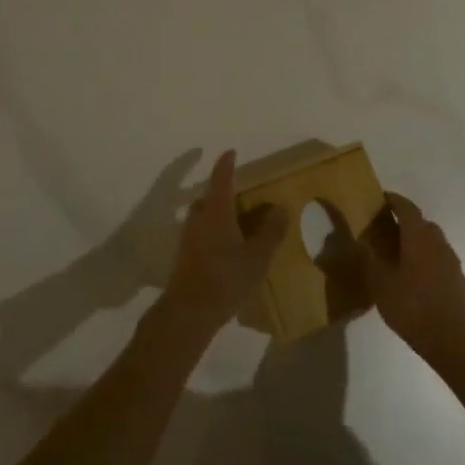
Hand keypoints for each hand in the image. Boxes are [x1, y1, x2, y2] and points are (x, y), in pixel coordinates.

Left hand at [161, 151, 289, 334]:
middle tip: (242, 196)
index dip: (226, 164)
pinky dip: (214, 232)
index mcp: (216, 211)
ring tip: (239, 223)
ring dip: (218, 214)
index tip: (231, 152)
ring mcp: (188, 238)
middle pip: (210, 198)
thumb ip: (271, 231)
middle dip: (223, 193)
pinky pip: (201, 234)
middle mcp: (198, 219)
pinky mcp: (185, 256)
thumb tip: (280, 208)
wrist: (188, 313)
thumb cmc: (225, 278)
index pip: (221, 179)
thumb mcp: (257, 256)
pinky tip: (228, 248)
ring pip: (204, 217)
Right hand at [355, 192, 464, 365]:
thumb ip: (368, 260)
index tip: (380, 198)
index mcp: (418, 236)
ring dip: (416, 241)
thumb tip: (357, 241)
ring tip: (398, 255)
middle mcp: (437, 242)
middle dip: (404, 221)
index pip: (406, 207)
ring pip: (432, 241)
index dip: (393, 200)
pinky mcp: (458, 280)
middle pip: (421, 223)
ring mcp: (451, 261)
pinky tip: (415, 278)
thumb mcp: (381, 285)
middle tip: (384, 229)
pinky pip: (439, 259)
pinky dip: (426, 259)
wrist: (455, 339)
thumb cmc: (413, 307)